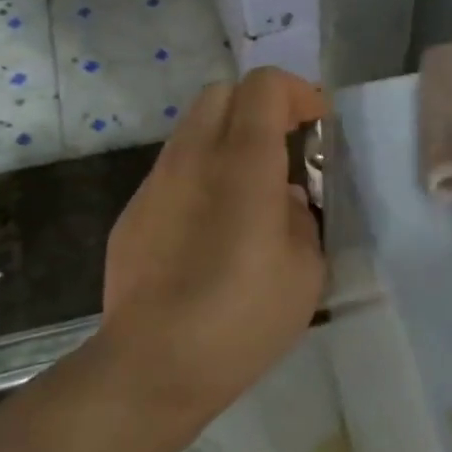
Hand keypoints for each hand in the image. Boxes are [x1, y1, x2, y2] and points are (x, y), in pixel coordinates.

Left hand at [94, 67, 326, 423]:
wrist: (154, 366)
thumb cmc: (244, 317)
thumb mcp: (306, 269)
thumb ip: (303, 219)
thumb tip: (286, 200)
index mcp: (243, 163)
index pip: (264, 86)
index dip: (298, 93)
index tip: (318, 127)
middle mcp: (194, 159)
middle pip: (222, 93)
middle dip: (260, 106)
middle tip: (286, 147)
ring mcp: (156, 185)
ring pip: (193, 130)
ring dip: (229, 140)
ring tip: (251, 192)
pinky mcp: (133, 214)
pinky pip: (174, 172)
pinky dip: (202, 176)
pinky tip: (213, 230)